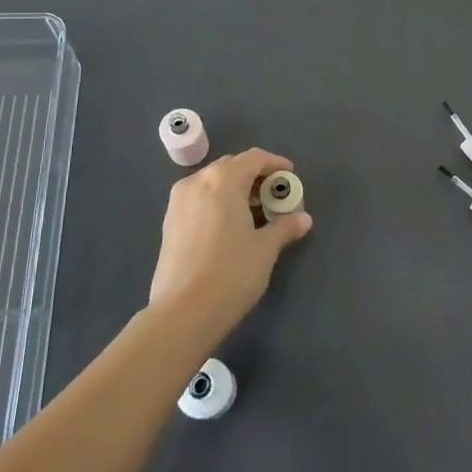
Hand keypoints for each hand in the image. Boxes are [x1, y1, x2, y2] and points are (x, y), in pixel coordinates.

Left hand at [148, 148, 312, 341]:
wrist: (182, 312)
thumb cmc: (231, 272)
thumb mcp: (265, 249)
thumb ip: (284, 227)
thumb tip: (303, 219)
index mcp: (222, 179)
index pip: (254, 158)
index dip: (275, 164)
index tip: (290, 177)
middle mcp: (197, 182)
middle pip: (231, 167)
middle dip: (255, 177)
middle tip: (274, 197)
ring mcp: (178, 202)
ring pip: (212, 183)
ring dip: (235, 190)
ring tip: (255, 213)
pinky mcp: (168, 223)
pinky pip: (199, 200)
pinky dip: (217, 203)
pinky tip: (230, 227)